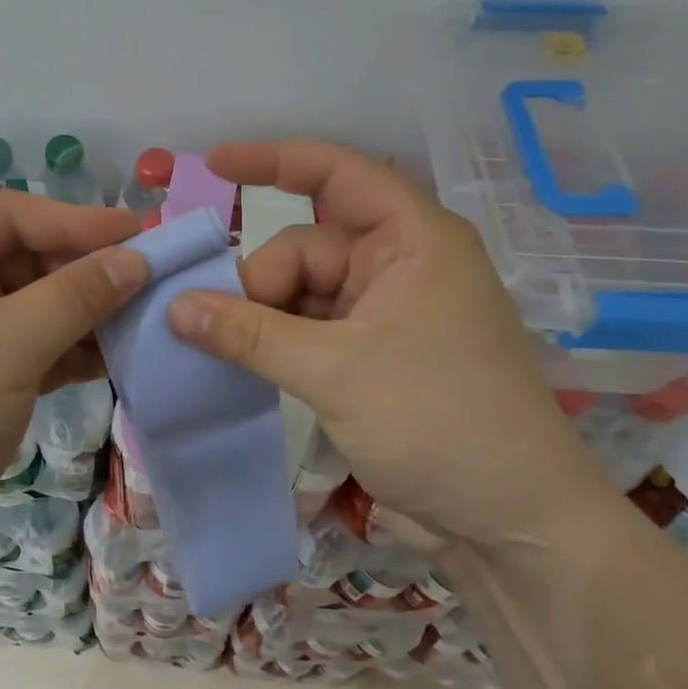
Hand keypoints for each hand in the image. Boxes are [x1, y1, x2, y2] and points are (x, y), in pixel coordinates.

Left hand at [0, 192, 146, 589]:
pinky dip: (75, 350)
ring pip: (38, 305)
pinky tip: (121, 355)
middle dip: (87, 269)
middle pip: (27, 257)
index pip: (11, 215)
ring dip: (89, 311)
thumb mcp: (4, 344)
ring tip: (149, 315)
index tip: (143, 232)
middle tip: (155, 276)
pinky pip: (38, 348)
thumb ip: (76, 295)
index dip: (78, 220)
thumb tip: (137, 258)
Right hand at [166, 140, 617, 549]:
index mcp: (413, 240)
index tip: (212, 164)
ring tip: (218, 350)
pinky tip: (238, 364)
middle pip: (305, 247)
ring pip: (300, 293)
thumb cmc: (441, 424)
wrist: (514, 528)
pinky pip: (307, 330)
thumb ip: (250, 334)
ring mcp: (385, 314)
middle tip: (216, 328)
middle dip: (258, 282)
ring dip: (259, 317)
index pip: (337, 174)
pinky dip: (273, 343)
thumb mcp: (336, 372)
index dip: (273, 160)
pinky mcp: (372, 357)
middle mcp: (399, 266)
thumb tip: (174, 306)